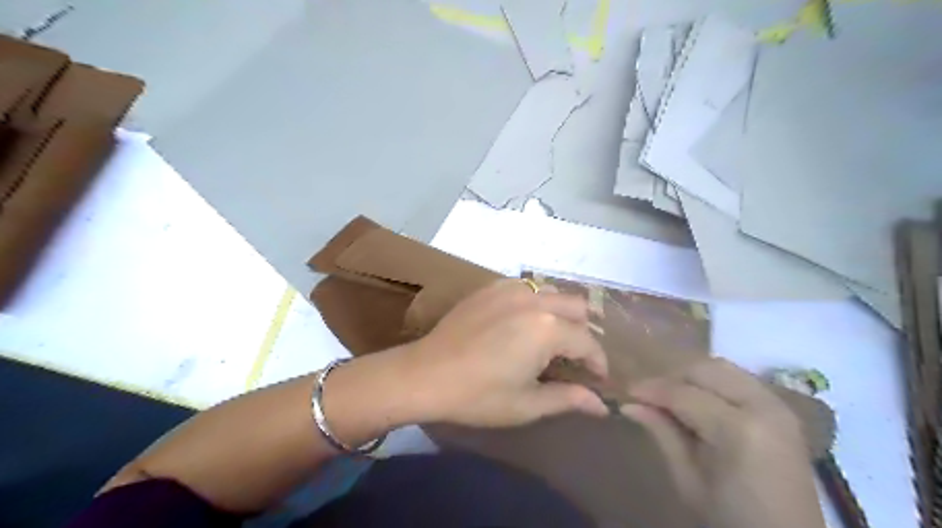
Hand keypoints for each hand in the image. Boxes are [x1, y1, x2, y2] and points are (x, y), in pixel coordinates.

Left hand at [402, 278, 610, 427]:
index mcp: (548, 328)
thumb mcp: (527, 404)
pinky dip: (535, 301)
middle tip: (573, 358)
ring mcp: (510, 289)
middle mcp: (535, 300)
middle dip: (583, 332)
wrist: (425, 375)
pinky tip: (522, 322)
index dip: (598, 363)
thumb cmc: (478, 395)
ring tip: (550, 338)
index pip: (588, 342)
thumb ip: (569, 399)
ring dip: (561, 313)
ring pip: (553, 292)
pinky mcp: (490, 287)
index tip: (598, 379)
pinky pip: (526, 287)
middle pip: (577, 307)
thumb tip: (602, 406)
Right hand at [624, 358, 825, 527]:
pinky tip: (699, 401)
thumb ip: (663, 434)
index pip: (683, 394)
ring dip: (692, 376)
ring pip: (722, 368)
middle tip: (648, 396)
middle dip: (671, 378)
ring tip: (672, 397)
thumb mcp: (689, 481)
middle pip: (704, 370)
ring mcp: (777, 405)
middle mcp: (762, 407)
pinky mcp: (782, 410)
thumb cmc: (731, 518)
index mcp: (739, 430)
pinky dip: (713, 382)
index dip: (651, 389)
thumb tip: (629, 405)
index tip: (627, 392)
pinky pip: (739, 379)